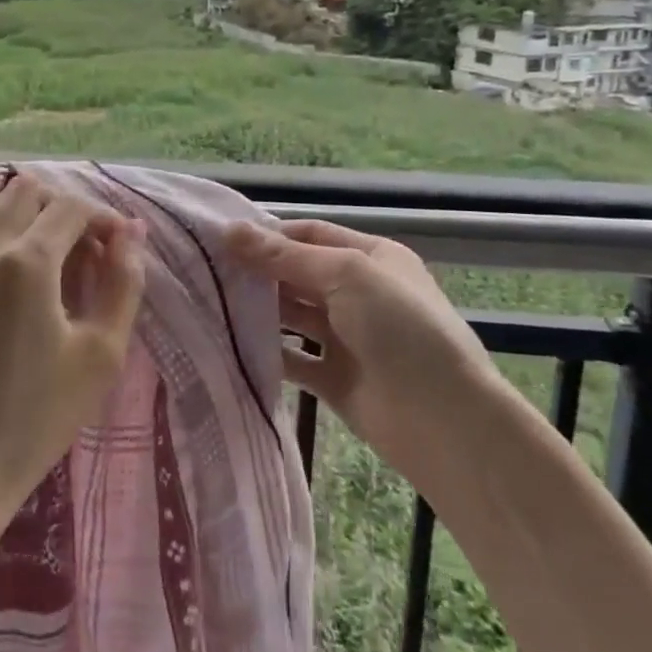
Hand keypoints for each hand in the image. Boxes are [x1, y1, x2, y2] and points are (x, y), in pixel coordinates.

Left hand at [0, 172, 146, 527]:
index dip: (105, 218)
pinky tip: (4, 281)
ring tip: (45, 259)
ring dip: (23, 216)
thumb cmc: (39, 416)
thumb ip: (123, 283)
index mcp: (27, 261)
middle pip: (26, 190)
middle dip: (63, 208)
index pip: (72, 206)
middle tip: (84, 251)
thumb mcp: (101, 354)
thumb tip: (131, 235)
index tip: (120, 247)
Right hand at [226, 217, 494, 460]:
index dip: (269, 235)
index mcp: (371, 257)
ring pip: (293, 315)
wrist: (444, 421)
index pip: (310, 235)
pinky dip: (267, 350)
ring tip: (211, 304)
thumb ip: (284, 257)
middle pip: (298, 273)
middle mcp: (358, 293)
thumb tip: (229, 231)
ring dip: (259, 309)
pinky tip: (231, 344)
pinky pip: (293, 358)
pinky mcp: (334, 378)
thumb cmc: (400, 328)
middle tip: (207, 272)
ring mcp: (346, 337)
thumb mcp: (346, 275)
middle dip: (258, 271)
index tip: (221, 240)